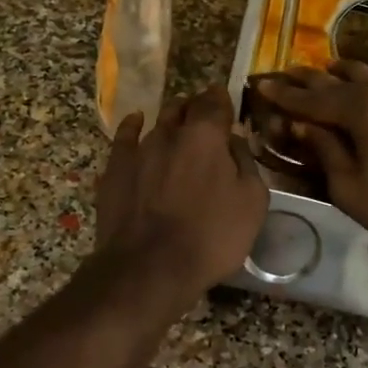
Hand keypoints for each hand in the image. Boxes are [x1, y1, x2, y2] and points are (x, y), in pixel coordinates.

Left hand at [93, 85, 268, 302]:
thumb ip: (246, 163)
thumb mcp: (252, 203)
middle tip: (206, 120)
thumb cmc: (211, 236)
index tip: (227, 105)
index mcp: (206, 135)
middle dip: (196, 108)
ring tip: (179, 125)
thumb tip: (234, 141)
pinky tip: (136, 122)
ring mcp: (138, 148)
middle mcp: (170, 132)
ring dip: (171, 120)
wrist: (149, 267)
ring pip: (157, 121)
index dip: (222, 100)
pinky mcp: (115, 168)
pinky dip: (133, 126)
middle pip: (184, 106)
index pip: (215, 100)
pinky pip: (124, 136)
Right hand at [254, 63, 367, 252]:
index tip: (262, 84)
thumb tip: (303, 126)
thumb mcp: (349, 188)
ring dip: (345, 74)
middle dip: (311, 78)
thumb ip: (325, 150)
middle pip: (341, 79)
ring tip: (329, 69)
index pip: (313, 99)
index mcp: (364, 110)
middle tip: (288, 73)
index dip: (285, 94)